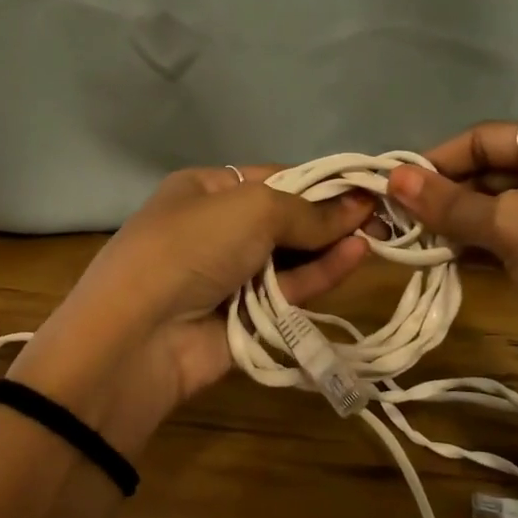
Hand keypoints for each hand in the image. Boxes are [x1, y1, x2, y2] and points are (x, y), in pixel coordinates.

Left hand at [9, 166, 372, 455]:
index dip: (317, 182)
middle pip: (283, 220)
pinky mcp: (243, 320)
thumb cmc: (190, 247)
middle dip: (329, 217)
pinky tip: (356, 258)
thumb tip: (358, 206)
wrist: (135, 338)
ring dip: (330, 246)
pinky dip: (320, 276)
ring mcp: (228, 278)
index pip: (271, 179)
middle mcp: (215, 230)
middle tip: (383, 215)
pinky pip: (287, 294)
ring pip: (290, 258)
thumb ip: (308, 212)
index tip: (364, 187)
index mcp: (204, 191)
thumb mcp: (251, 210)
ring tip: (379, 235)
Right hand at [386, 121, 517, 412]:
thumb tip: (393, 178)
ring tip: (408, 247)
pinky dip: (476, 253)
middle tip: (392, 224)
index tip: (389, 190)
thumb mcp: (515, 223)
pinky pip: (509, 247)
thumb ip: (452, 204)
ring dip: (455, 227)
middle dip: (442, 196)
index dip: (434, 160)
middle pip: (487, 173)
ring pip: (495, 214)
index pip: (481, 138)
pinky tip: (442, 265)